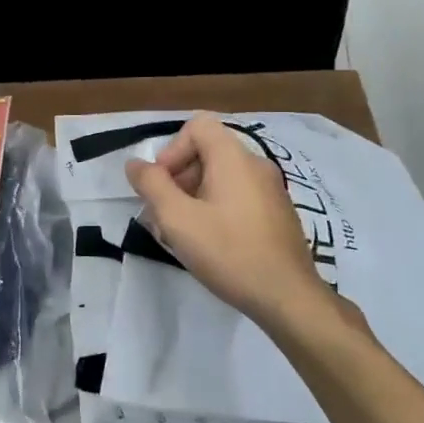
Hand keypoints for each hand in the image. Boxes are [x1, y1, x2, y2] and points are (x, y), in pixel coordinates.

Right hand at [126, 115, 364, 336]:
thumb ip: (151, 185)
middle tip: (165, 214)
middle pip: (208, 151)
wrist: (288, 296)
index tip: (162, 185)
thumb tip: (135, 163)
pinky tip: (211, 243)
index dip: (172, 149)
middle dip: (179, 177)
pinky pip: (239, 196)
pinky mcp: (278, 213)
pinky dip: (217, 208)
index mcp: (233, 158)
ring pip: (222, 177)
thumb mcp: (177, 219)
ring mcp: (271, 189)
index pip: (198, 125)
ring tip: (183, 233)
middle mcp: (256, 165)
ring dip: (194, 196)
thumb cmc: (228, 252)